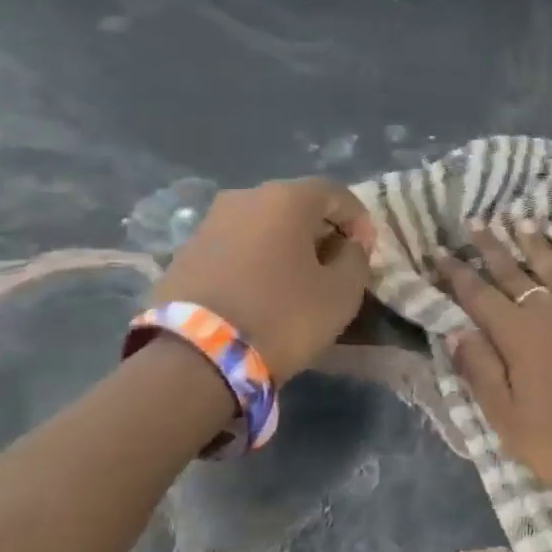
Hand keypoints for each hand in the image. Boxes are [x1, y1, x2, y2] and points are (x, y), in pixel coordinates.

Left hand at [151, 178, 375, 382]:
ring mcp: (210, 222)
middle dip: (321, 229)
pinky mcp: (186, 251)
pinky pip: (237, 244)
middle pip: (296, 204)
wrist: (194, 357)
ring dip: (286, 243)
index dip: (358, 219)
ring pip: (263, 224)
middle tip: (335, 262)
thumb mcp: (341, 293)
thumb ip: (356, 259)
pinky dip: (257, 258)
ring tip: (298, 278)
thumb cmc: (282, 316)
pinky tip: (264, 288)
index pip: (336, 193)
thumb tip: (348, 246)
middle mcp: (245, 197)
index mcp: (287, 199)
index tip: (366, 250)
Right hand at [436, 222, 551, 491]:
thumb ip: (480, 370)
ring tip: (521, 220)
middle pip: (514, 272)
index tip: (439, 251)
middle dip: (492, 247)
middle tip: (476, 221)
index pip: (478, 296)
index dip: (457, 273)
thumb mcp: (506, 418)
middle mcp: (548, 310)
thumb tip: (454, 331)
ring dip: (536, 242)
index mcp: (516, 335)